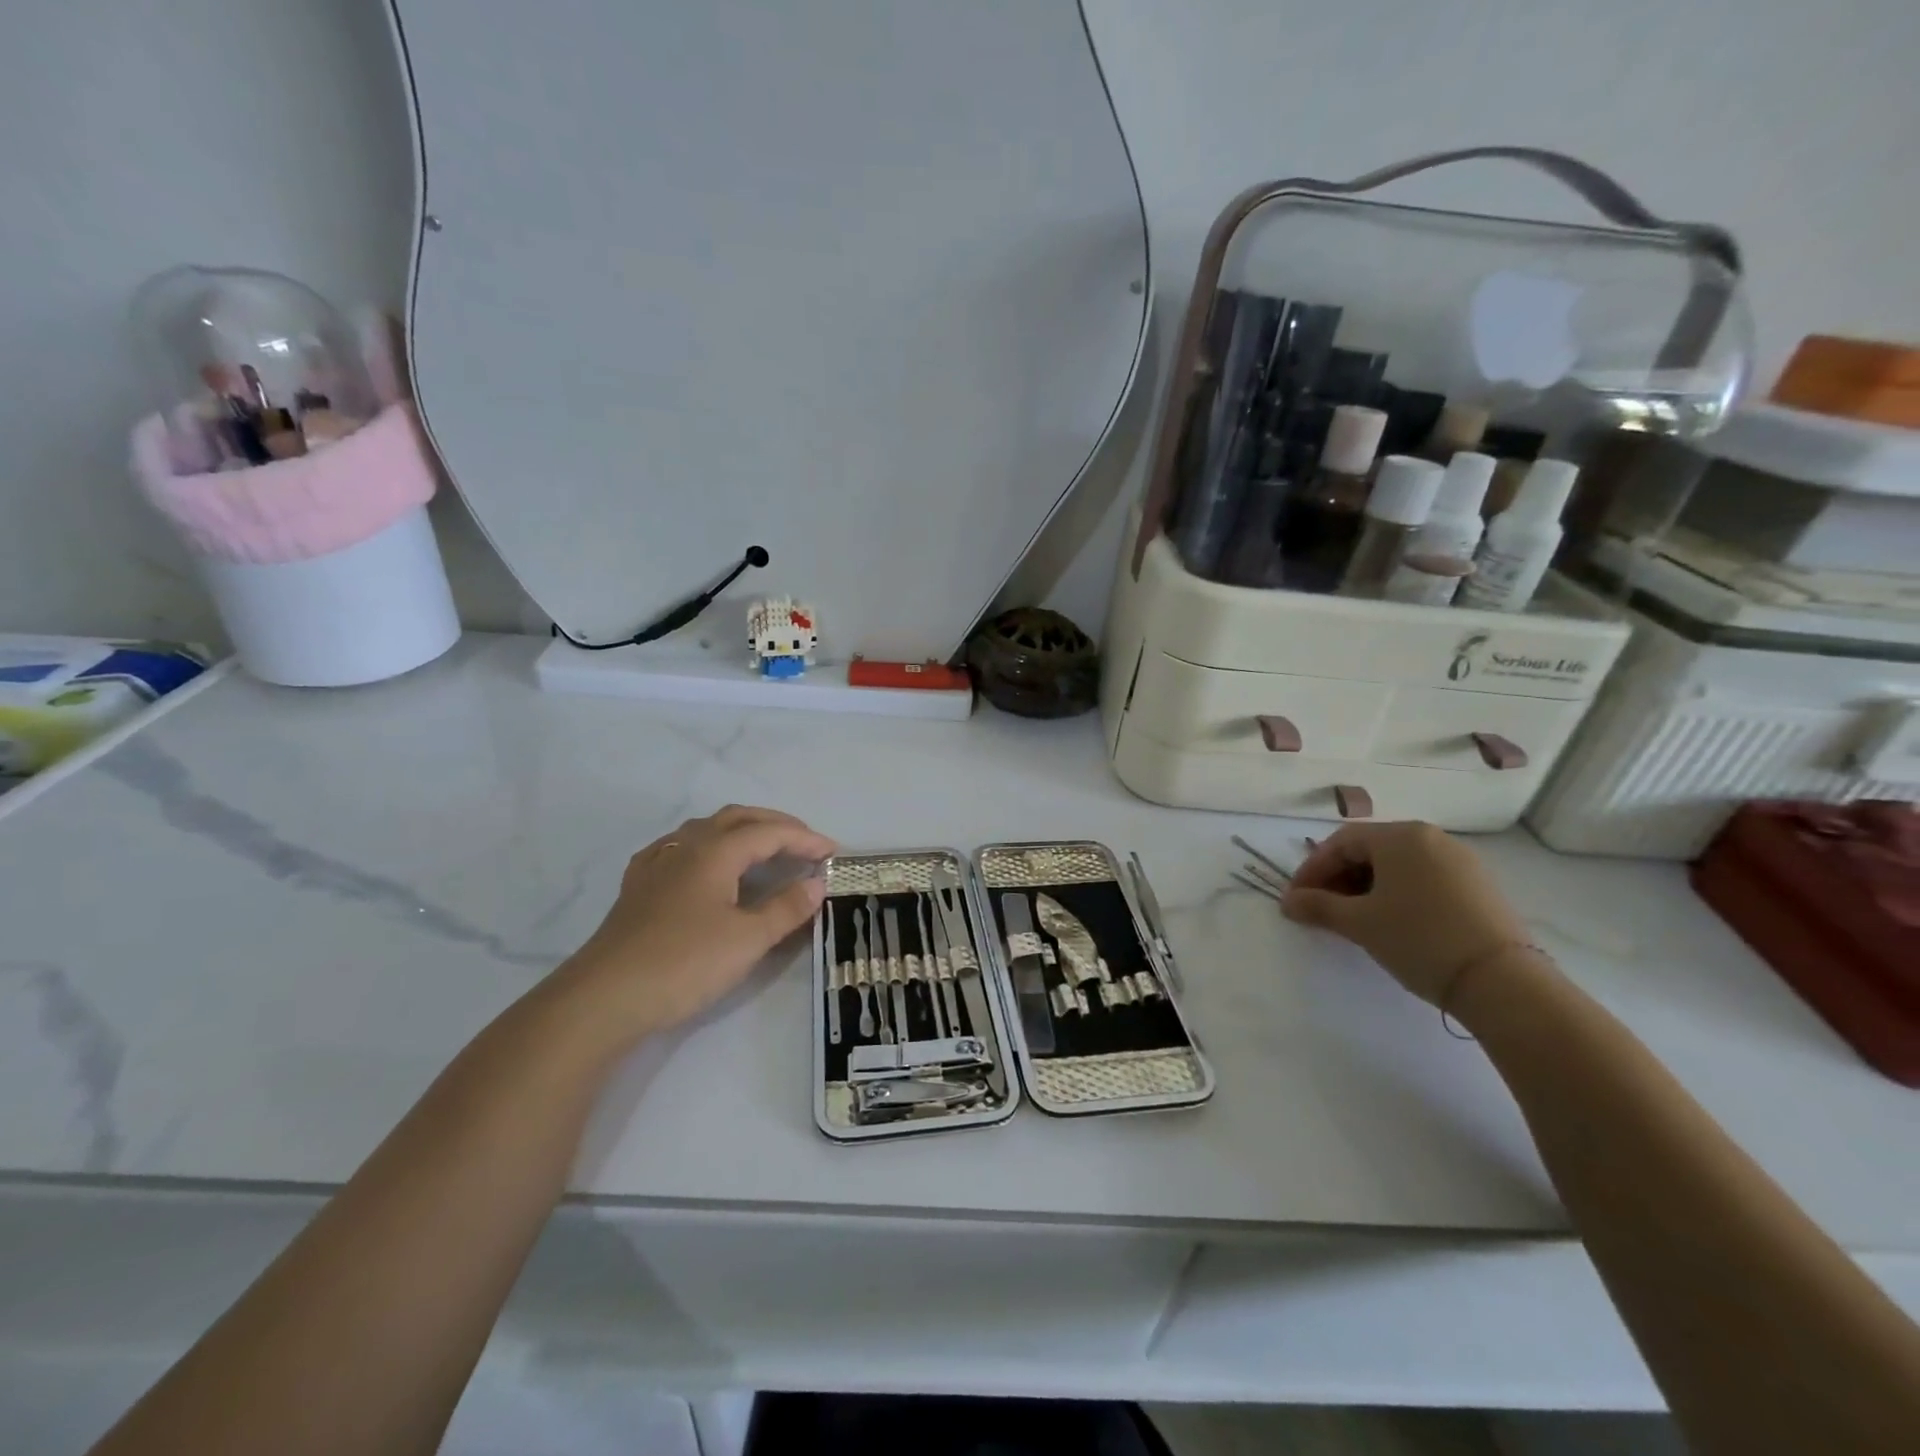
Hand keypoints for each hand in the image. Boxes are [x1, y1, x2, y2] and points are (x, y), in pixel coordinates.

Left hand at [559, 805, 834, 1039]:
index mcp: (715, 851)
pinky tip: (704, 863)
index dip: (804, 839)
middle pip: (737, 819)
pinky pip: (679, 849)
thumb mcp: (748, 939)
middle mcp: (686, 847)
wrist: (605, 997)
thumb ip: (786, 908)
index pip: (769, 833)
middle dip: (775, 824)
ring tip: (762, 849)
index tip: (833, 852)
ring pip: (705, 830)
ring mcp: (657, 865)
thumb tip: (817, 884)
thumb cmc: (684, 963)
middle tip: (805, 842)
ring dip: (740, 831)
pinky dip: (706, 846)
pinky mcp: (638, 887)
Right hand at [1281, 821, 1529, 1004]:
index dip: (1312, 869)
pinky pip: (1423, 879)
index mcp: (1400, 836)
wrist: (1503, 982)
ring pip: (1397, 866)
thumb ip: (1317, 906)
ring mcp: (1460, 861)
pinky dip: (1397, 894)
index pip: (1340, 842)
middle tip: (1319, 909)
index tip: (1295, 899)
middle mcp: (1431, 838)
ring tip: (1352, 918)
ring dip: (1365, 887)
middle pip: (1369, 850)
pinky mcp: (1479, 887)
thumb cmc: (1419, 938)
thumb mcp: (1359, 923)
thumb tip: (1287, 902)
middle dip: (1338, 878)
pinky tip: (1390, 921)